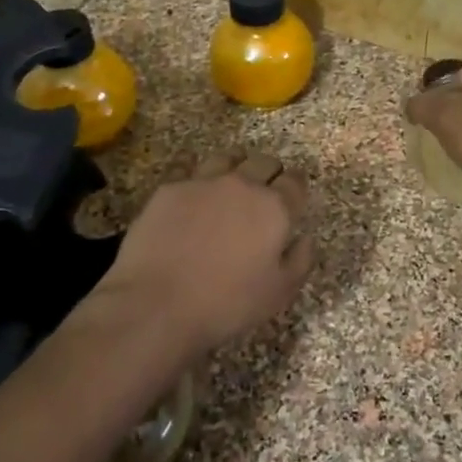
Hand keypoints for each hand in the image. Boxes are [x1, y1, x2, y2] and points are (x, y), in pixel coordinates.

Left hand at [89, 152, 313, 360]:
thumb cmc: (226, 303)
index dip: (296, 187)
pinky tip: (191, 180)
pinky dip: (194, 169)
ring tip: (229, 181)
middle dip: (269, 172)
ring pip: (226, 158)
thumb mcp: (278, 293)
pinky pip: (187, 165)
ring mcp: (202, 182)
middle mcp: (241, 185)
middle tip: (265, 189)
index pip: (295, 183)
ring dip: (234, 165)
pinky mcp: (169, 188)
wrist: (157, 303)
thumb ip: (299, 261)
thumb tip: (305, 238)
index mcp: (274, 208)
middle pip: (263, 162)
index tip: (293, 197)